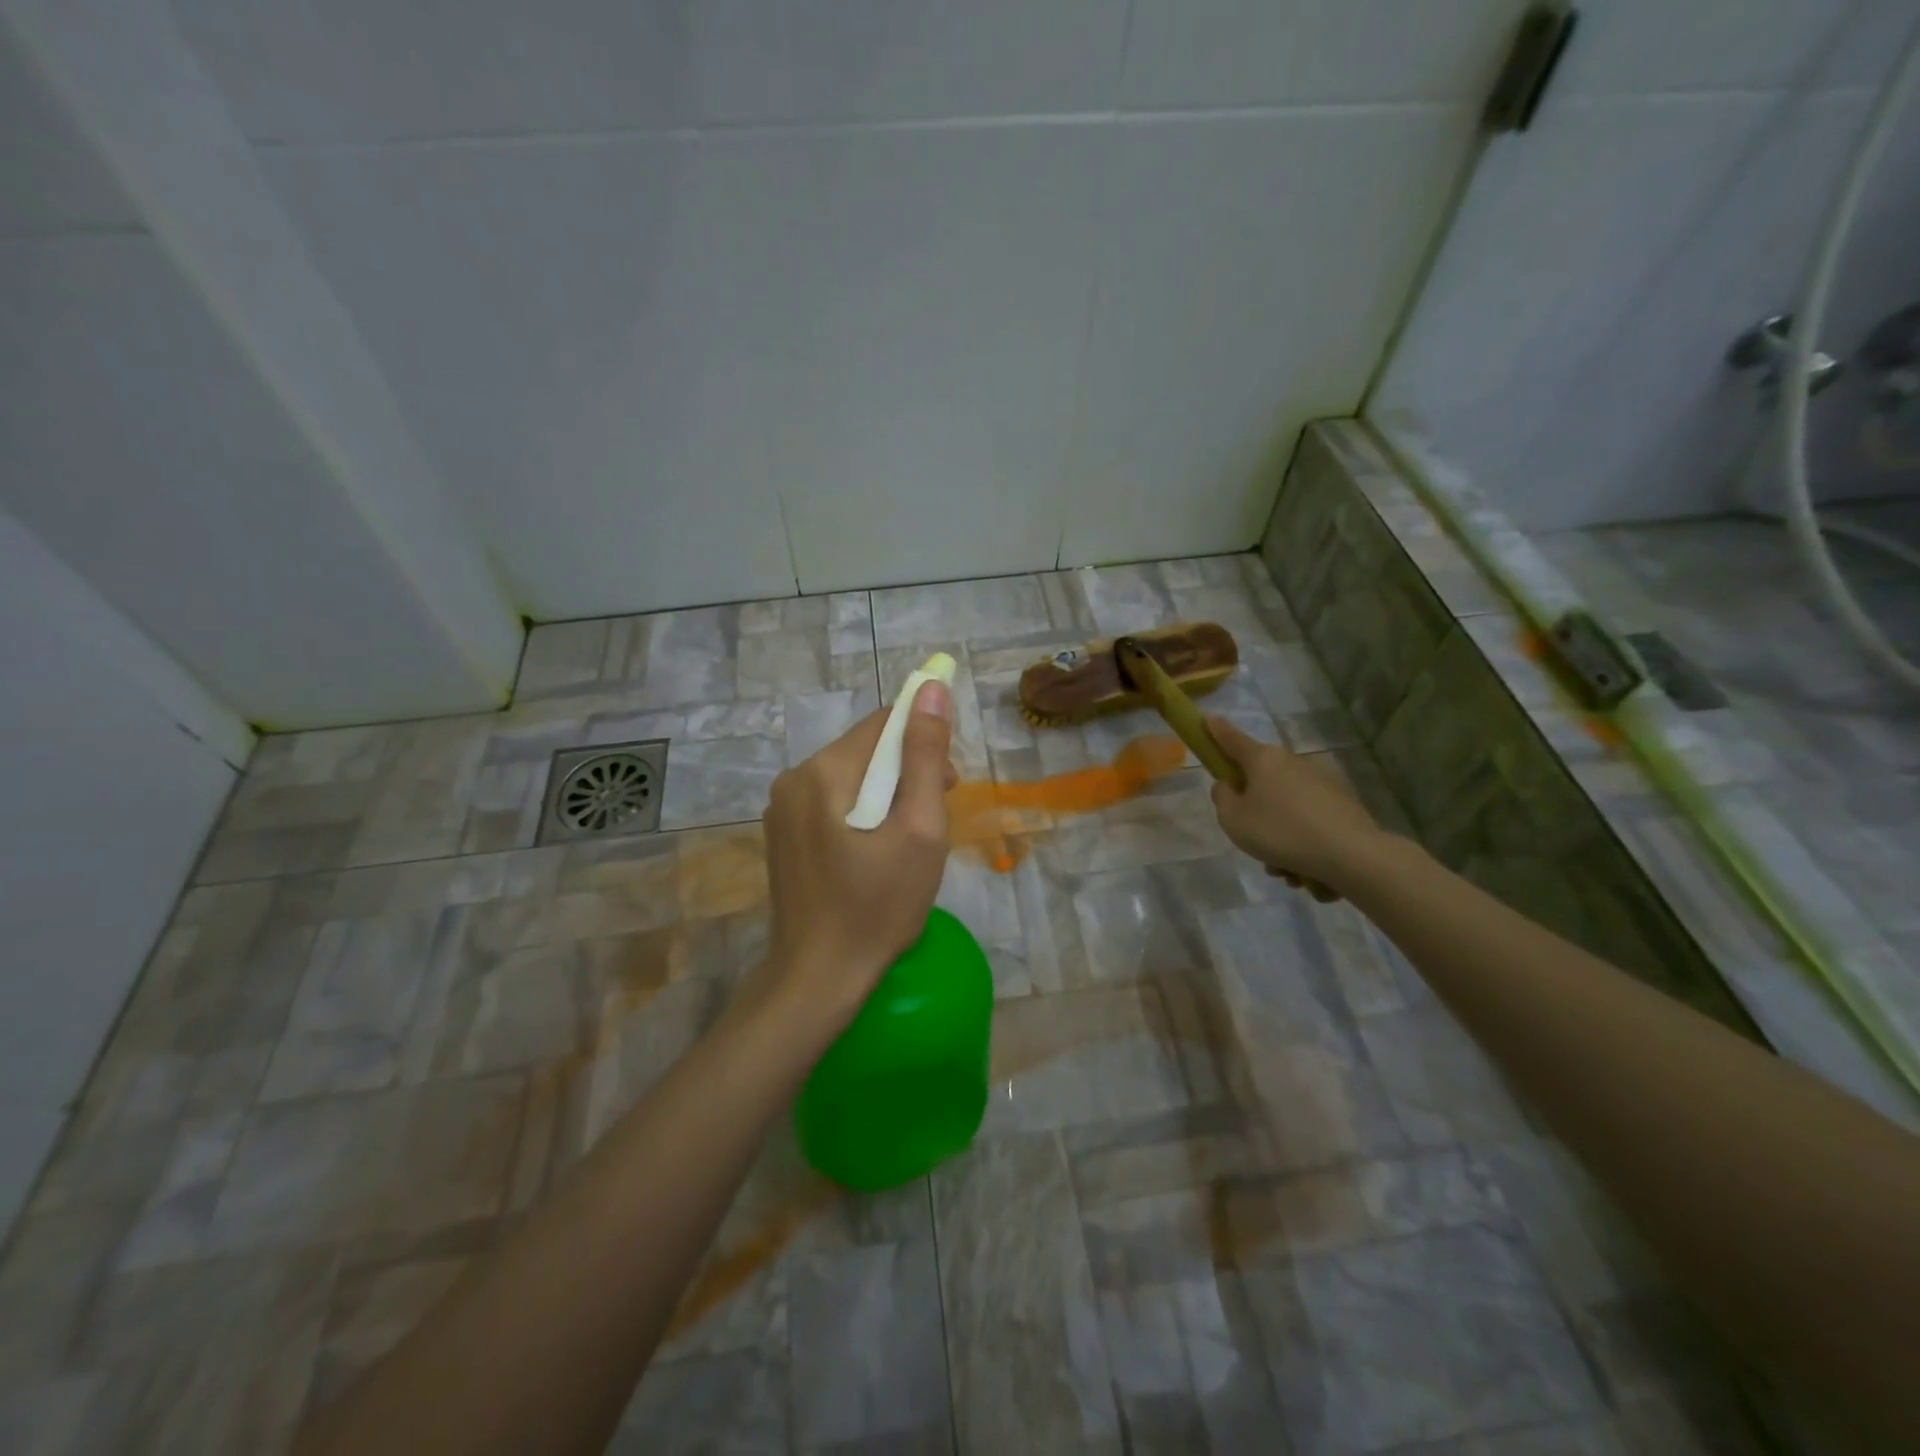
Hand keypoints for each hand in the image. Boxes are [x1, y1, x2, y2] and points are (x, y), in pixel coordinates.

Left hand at [757, 682, 956, 1031]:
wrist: (817, 979)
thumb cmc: (878, 907)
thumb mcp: (918, 830)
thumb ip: (925, 756)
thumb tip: (931, 690)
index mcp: (824, 771)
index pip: (884, 723)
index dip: (924, 739)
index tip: (948, 782)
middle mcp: (794, 778)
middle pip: (865, 750)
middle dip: (907, 772)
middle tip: (934, 819)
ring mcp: (781, 808)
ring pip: (850, 777)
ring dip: (887, 795)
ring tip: (908, 841)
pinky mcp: (782, 834)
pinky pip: (832, 803)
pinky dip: (862, 814)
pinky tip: (876, 853)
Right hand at [1206, 716, 1382, 895]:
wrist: (1350, 855)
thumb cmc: (1280, 832)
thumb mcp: (1233, 820)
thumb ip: (1223, 799)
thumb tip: (1229, 785)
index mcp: (1263, 760)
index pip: (1232, 740)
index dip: (1216, 731)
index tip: (1208, 718)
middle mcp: (1292, 763)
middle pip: (1261, 782)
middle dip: (1255, 812)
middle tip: (1253, 841)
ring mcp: (1321, 782)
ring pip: (1286, 809)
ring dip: (1280, 838)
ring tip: (1284, 869)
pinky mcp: (1343, 804)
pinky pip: (1309, 823)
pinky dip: (1303, 844)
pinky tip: (1307, 872)